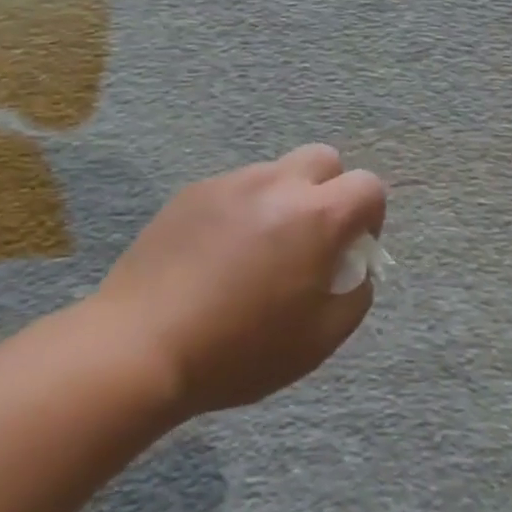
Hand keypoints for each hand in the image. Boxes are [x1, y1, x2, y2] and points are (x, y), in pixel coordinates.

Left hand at [89, 145, 386, 416]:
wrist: (140, 346)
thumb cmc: (240, 351)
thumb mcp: (320, 340)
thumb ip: (355, 295)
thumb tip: (355, 269)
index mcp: (316, 216)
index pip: (369, 185)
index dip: (371, 216)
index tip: (351, 251)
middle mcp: (276, 184)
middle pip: (324, 159)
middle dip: (331, 192)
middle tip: (311, 239)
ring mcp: (230, 183)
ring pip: (276, 172)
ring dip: (284, 201)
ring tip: (257, 253)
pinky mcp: (191, 192)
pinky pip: (235, 189)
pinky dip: (242, 210)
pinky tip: (217, 256)